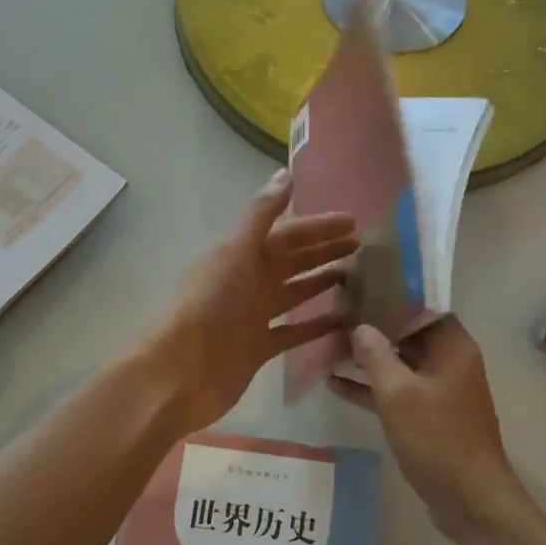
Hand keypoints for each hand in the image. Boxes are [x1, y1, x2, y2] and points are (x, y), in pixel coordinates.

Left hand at [142, 170, 355, 432]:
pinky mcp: (260, 347)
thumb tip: (285, 173)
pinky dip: (317, 325)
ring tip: (357, 276)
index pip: (288, 233)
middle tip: (362, 246)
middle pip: (294, 260)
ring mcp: (254, 315)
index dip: (318, 226)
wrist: (183, 371)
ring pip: (296, 292)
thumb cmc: (210, 305)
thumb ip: (261, 215)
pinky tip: (344, 320)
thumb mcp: (236, 252)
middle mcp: (249, 281)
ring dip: (322, 282)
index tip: (353, 222)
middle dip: (324, 250)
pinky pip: (295, 332)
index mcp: (242, 254)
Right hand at [331, 317, 526, 542]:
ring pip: (398, 363)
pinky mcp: (427, 416)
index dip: (390, 295)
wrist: (471, 501)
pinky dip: (370, 387)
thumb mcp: (399, 394)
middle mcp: (448, 361)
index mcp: (452, 346)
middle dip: (371, 326)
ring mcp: (438, 390)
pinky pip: (396, 391)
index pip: (421, 306)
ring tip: (326, 345)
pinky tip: (334, 383)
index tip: (356, 287)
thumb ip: (376, 355)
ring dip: (366, 358)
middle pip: (407, 333)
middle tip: (333, 313)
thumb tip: (360, 327)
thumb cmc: (438, 439)